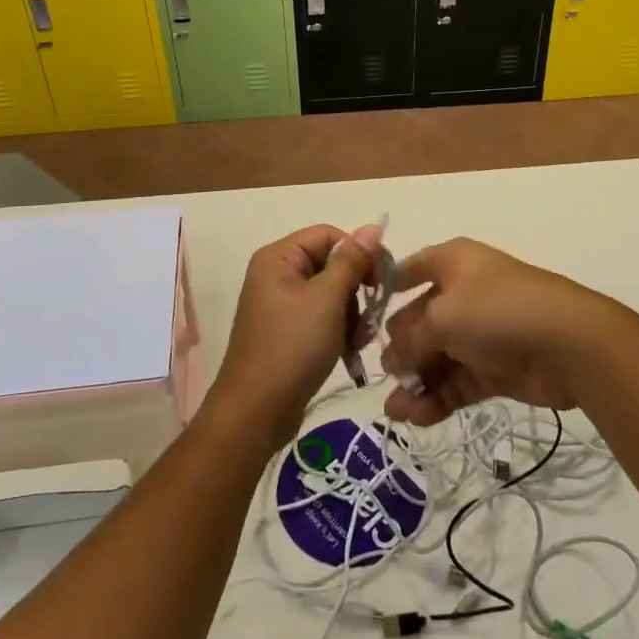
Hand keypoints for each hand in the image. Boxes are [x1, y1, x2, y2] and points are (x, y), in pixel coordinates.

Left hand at [210, 223, 382, 450]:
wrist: (256, 411)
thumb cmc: (292, 346)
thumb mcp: (327, 299)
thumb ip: (351, 260)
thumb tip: (373, 227)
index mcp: (278, 257)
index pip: (328, 235)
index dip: (358, 252)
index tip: (381, 281)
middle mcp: (276, 275)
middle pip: (330, 264)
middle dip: (355, 289)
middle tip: (370, 316)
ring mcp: (280, 305)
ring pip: (330, 294)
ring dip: (351, 313)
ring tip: (358, 340)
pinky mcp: (286, 332)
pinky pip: (321, 318)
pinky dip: (338, 330)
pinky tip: (349, 350)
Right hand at [380, 238, 629, 426]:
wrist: (568, 342)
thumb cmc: (496, 310)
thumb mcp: (441, 317)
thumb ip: (410, 339)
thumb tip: (393, 361)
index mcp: (453, 263)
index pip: (411, 268)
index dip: (386, 288)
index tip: (361, 314)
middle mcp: (464, 292)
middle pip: (420, 319)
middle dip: (400, 348)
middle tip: (384, 375)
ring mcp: (481, 332)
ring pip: (438, 356)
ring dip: (416, 381)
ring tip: (394, 412)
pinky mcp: (496, 367)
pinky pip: (457, 381)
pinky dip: (437, 398)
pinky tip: (414, 417)